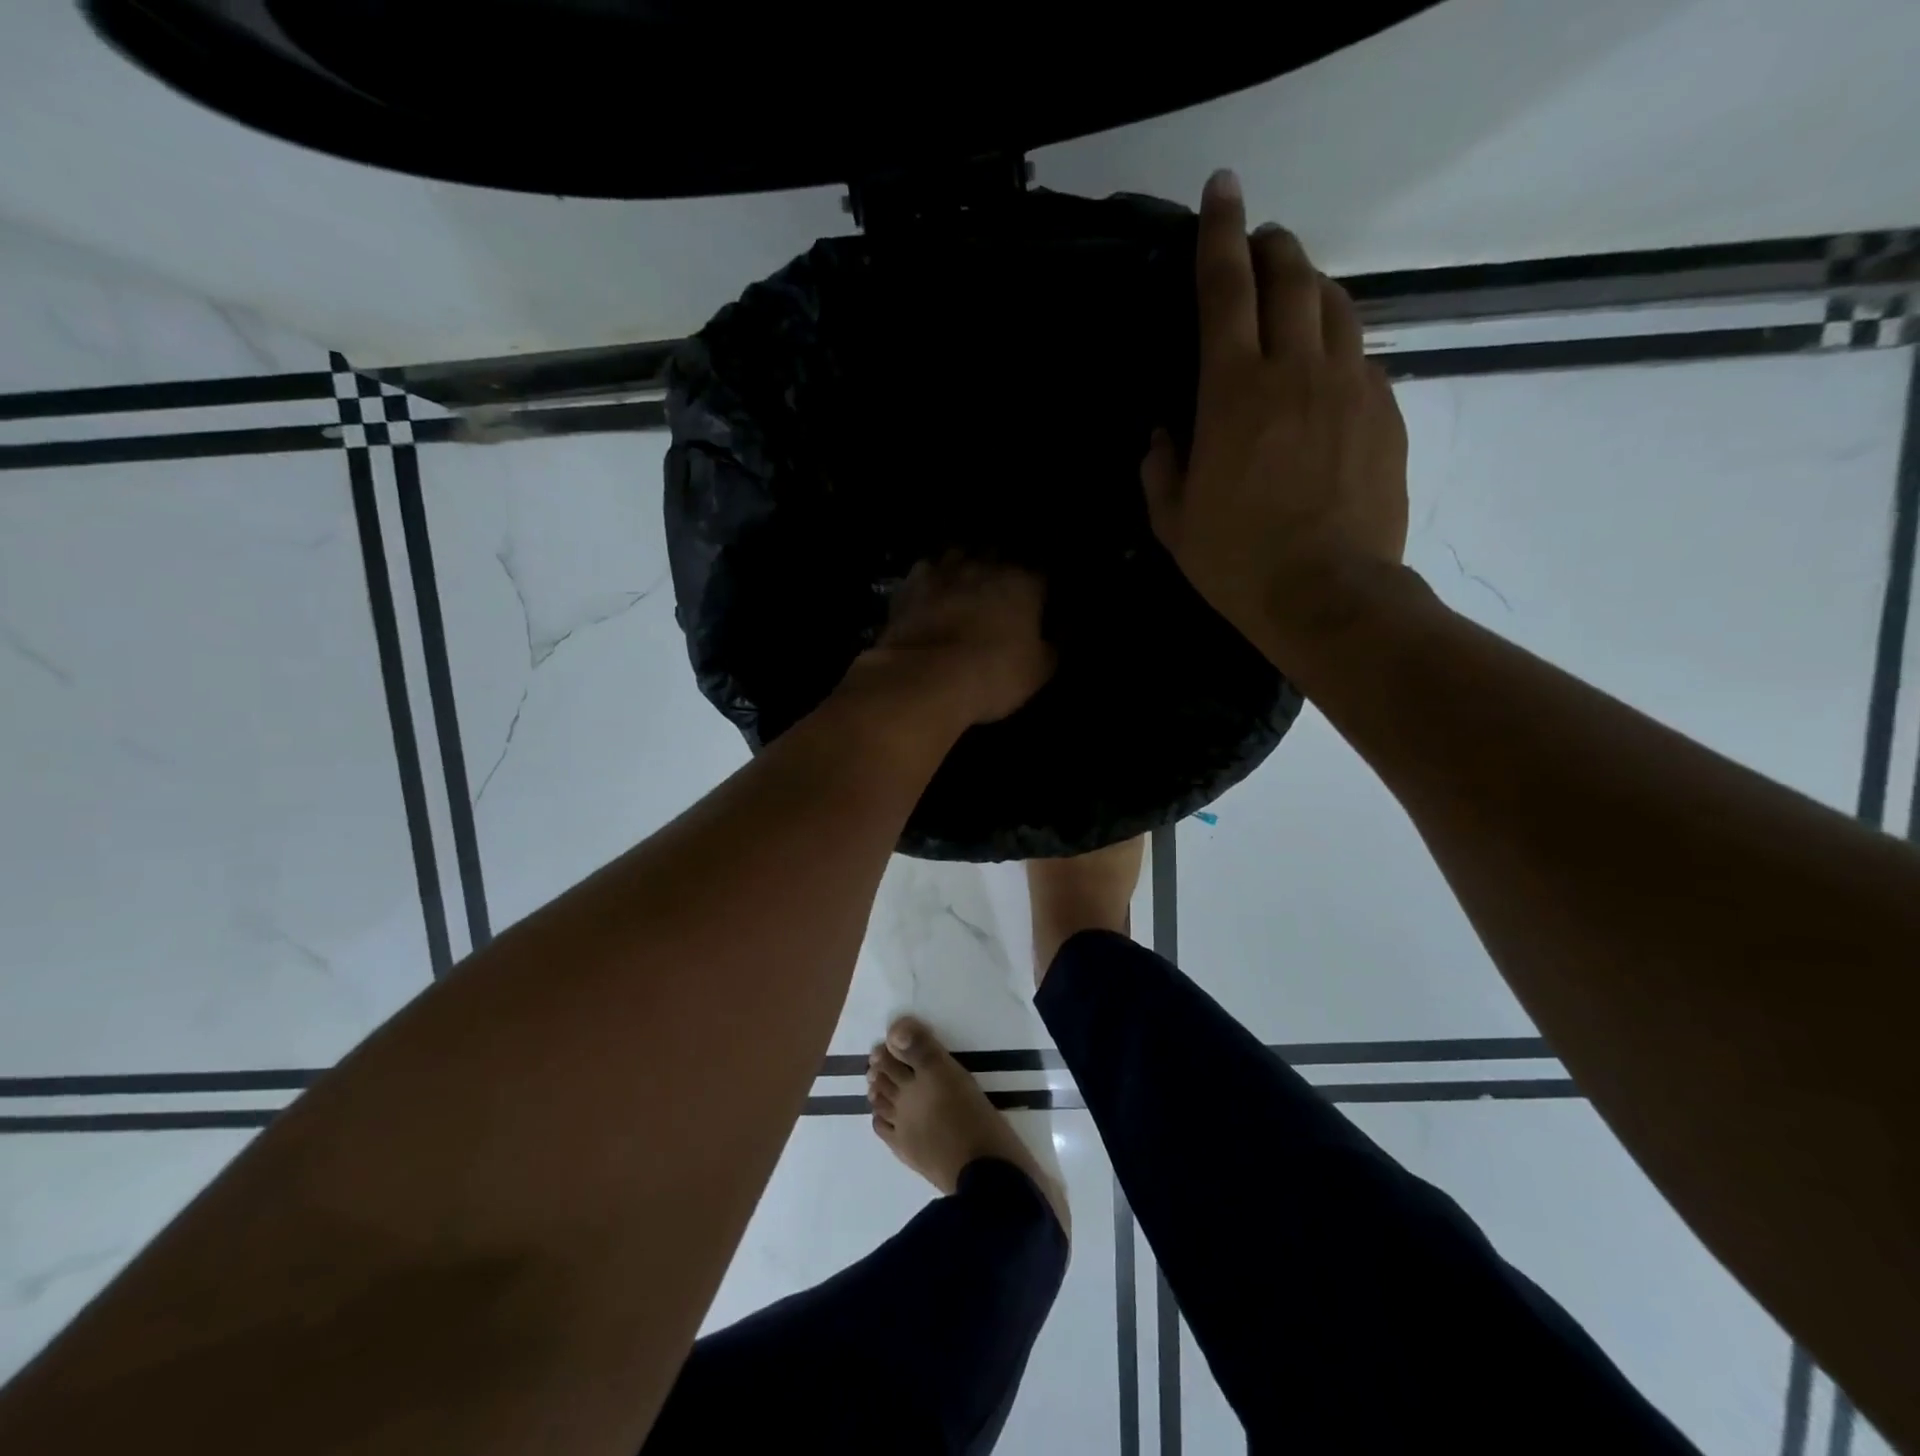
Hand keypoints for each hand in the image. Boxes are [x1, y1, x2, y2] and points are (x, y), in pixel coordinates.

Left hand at [848, 555, 1054, 726]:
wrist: (926, 677)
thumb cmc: (993, 674)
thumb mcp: (1038, 671)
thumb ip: (1052, 646)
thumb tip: (1060, 632)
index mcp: (1023, 582)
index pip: (1040, 575)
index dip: (1039, 591)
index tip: (1036, 604)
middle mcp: (984, 566)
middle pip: (998, 556)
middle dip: (1000, 570)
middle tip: (998, 594)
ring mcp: (944, 570)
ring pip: (958, 555)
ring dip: (963, 567)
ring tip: (962, 586)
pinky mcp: (909, 584)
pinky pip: (925, 572)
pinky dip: (930, 580)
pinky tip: (929, 594)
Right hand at [1144, 169, 1409, 668]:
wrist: (1328, 596)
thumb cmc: (1238, 563)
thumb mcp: (1174, 523)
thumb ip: (1160, 470)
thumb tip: (1164, 435)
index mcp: (1233, 392)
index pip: (1225, 288)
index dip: (1219, 233)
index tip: (1221, 189)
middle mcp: (1295, 370)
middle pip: (1292, 276)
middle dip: (1273, 246)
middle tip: (1260, 242)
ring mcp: (1350, 385)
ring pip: (1335, 305)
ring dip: (1311, 286)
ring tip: (1295, 293)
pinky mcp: (1385, 410)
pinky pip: (1360, 355)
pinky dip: (1337, 345)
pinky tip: (1325, 369)